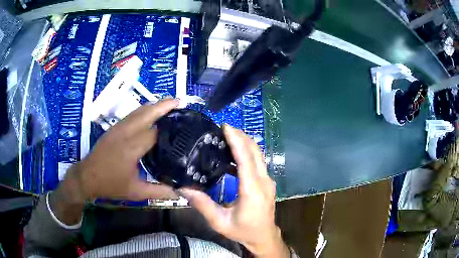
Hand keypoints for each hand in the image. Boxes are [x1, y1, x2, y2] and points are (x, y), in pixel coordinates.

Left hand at [51, 99, 178, 223]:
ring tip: (169, 103)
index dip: (170, 129)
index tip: (184, 126)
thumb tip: (179, 192)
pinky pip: (132, 114)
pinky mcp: (114, 128)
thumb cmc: (110, 184)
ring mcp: (118, 128)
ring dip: (154, 105)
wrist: (87, 176)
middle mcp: (125, 133)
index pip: (155, 133)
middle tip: (179, 101)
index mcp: (131, 147)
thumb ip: (159, 191)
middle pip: (147, 113)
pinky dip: (144, 110)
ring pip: (139, 111)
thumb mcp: (136, 192)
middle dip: (164, 105)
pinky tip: (150, 112)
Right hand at [179, 125, 288, 257]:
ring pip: (258, 155)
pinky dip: (247, 153)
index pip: (246, 159)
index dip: (237, 141)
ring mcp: (268, 181)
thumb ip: (202, 205)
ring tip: (227, 137)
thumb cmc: (243, 231)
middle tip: (223, 128)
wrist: (264, 237)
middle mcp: (264, 182)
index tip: (226, 127)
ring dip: (245, 143)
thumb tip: (184, 188)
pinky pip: (258, 162)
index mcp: (252, 191)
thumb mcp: (220, 222)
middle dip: (241, 136)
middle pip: (255, 152)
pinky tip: (233, 155)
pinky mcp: (267, 182)